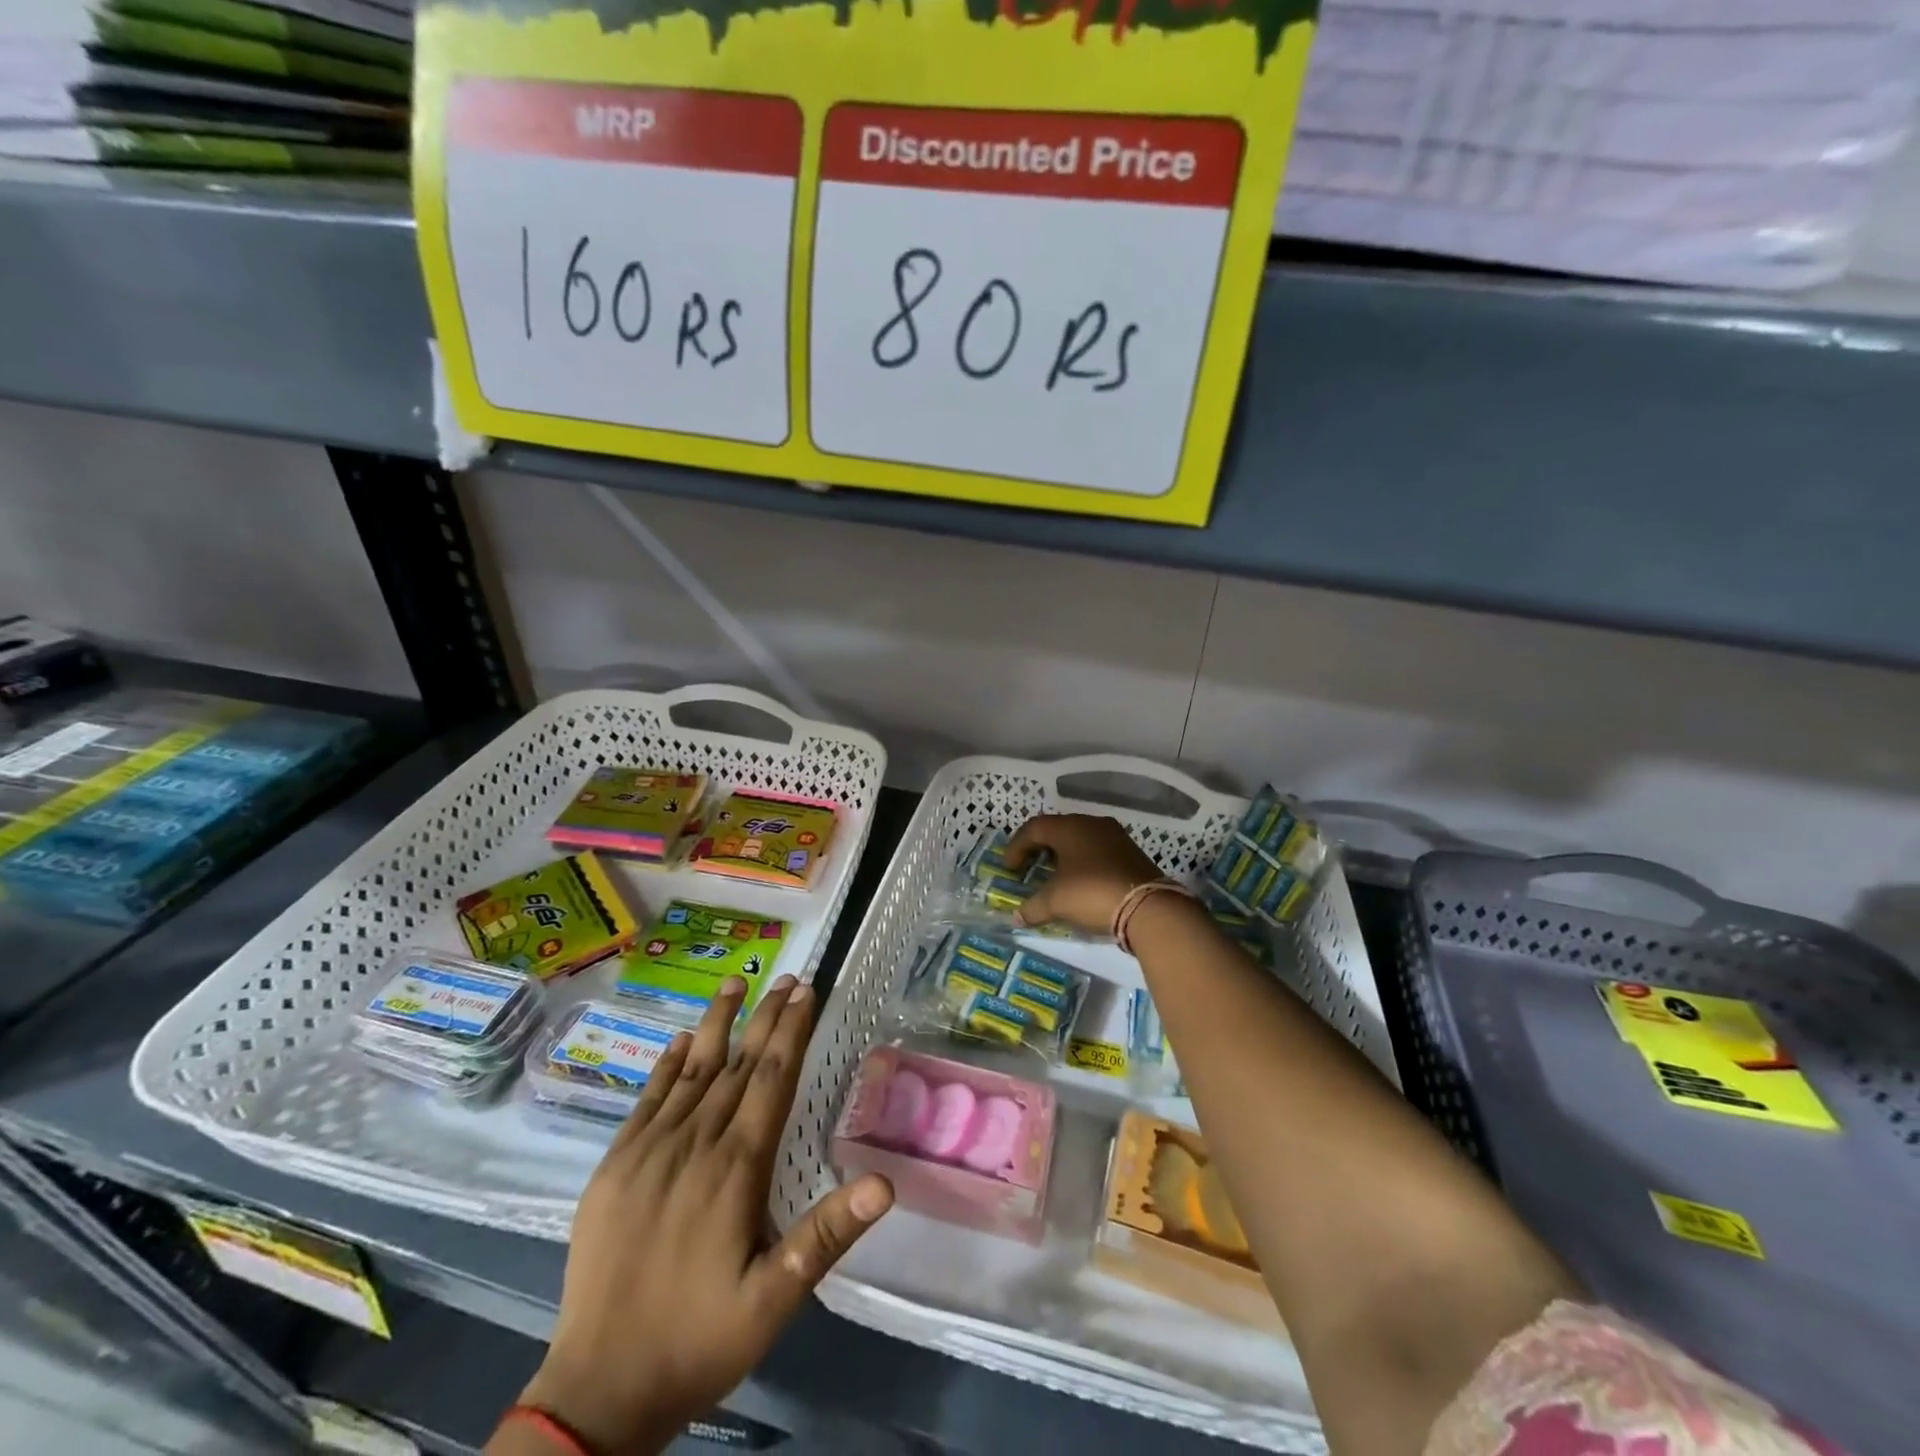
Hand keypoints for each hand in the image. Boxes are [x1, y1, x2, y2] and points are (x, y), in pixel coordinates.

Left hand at [512, 976, 893, 1454]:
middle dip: (766, 1017)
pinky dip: (665, 1065)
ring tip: (735, 983)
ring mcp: (648, 1151)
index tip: (806, 991)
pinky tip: (678, 1040)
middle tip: (787, 977)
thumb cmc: (698, 1341)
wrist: (598, 1389)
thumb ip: (826, 1235)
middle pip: (737, 1064)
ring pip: (691, 1070)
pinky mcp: (614, 1166)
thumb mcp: (774, 1301)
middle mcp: (694, 1144)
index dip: (792, 1031)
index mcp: (735, 1169)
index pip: (771, 1079)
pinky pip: (646, 1099)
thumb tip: (885, 1183)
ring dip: (716, 1023)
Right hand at [1005, 813, 1164, 935]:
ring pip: (1079, 839)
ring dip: (1062, 855)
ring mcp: (1114, 836)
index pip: (1034, 828)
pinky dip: (1081, 862)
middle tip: (1028, 867)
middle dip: (1038, 848)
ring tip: (1052, 876)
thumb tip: (1017, 917)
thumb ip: (1032, 907)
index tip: (1009, 868)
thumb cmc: (1092, 893)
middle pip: (1057, 830)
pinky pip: (1096, 850)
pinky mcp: (1130, 852)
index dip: (1016, 847)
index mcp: (1069, 827)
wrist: (1148, 907)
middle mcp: (1091, 824)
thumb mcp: (1056, 902)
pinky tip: (1079, 882)